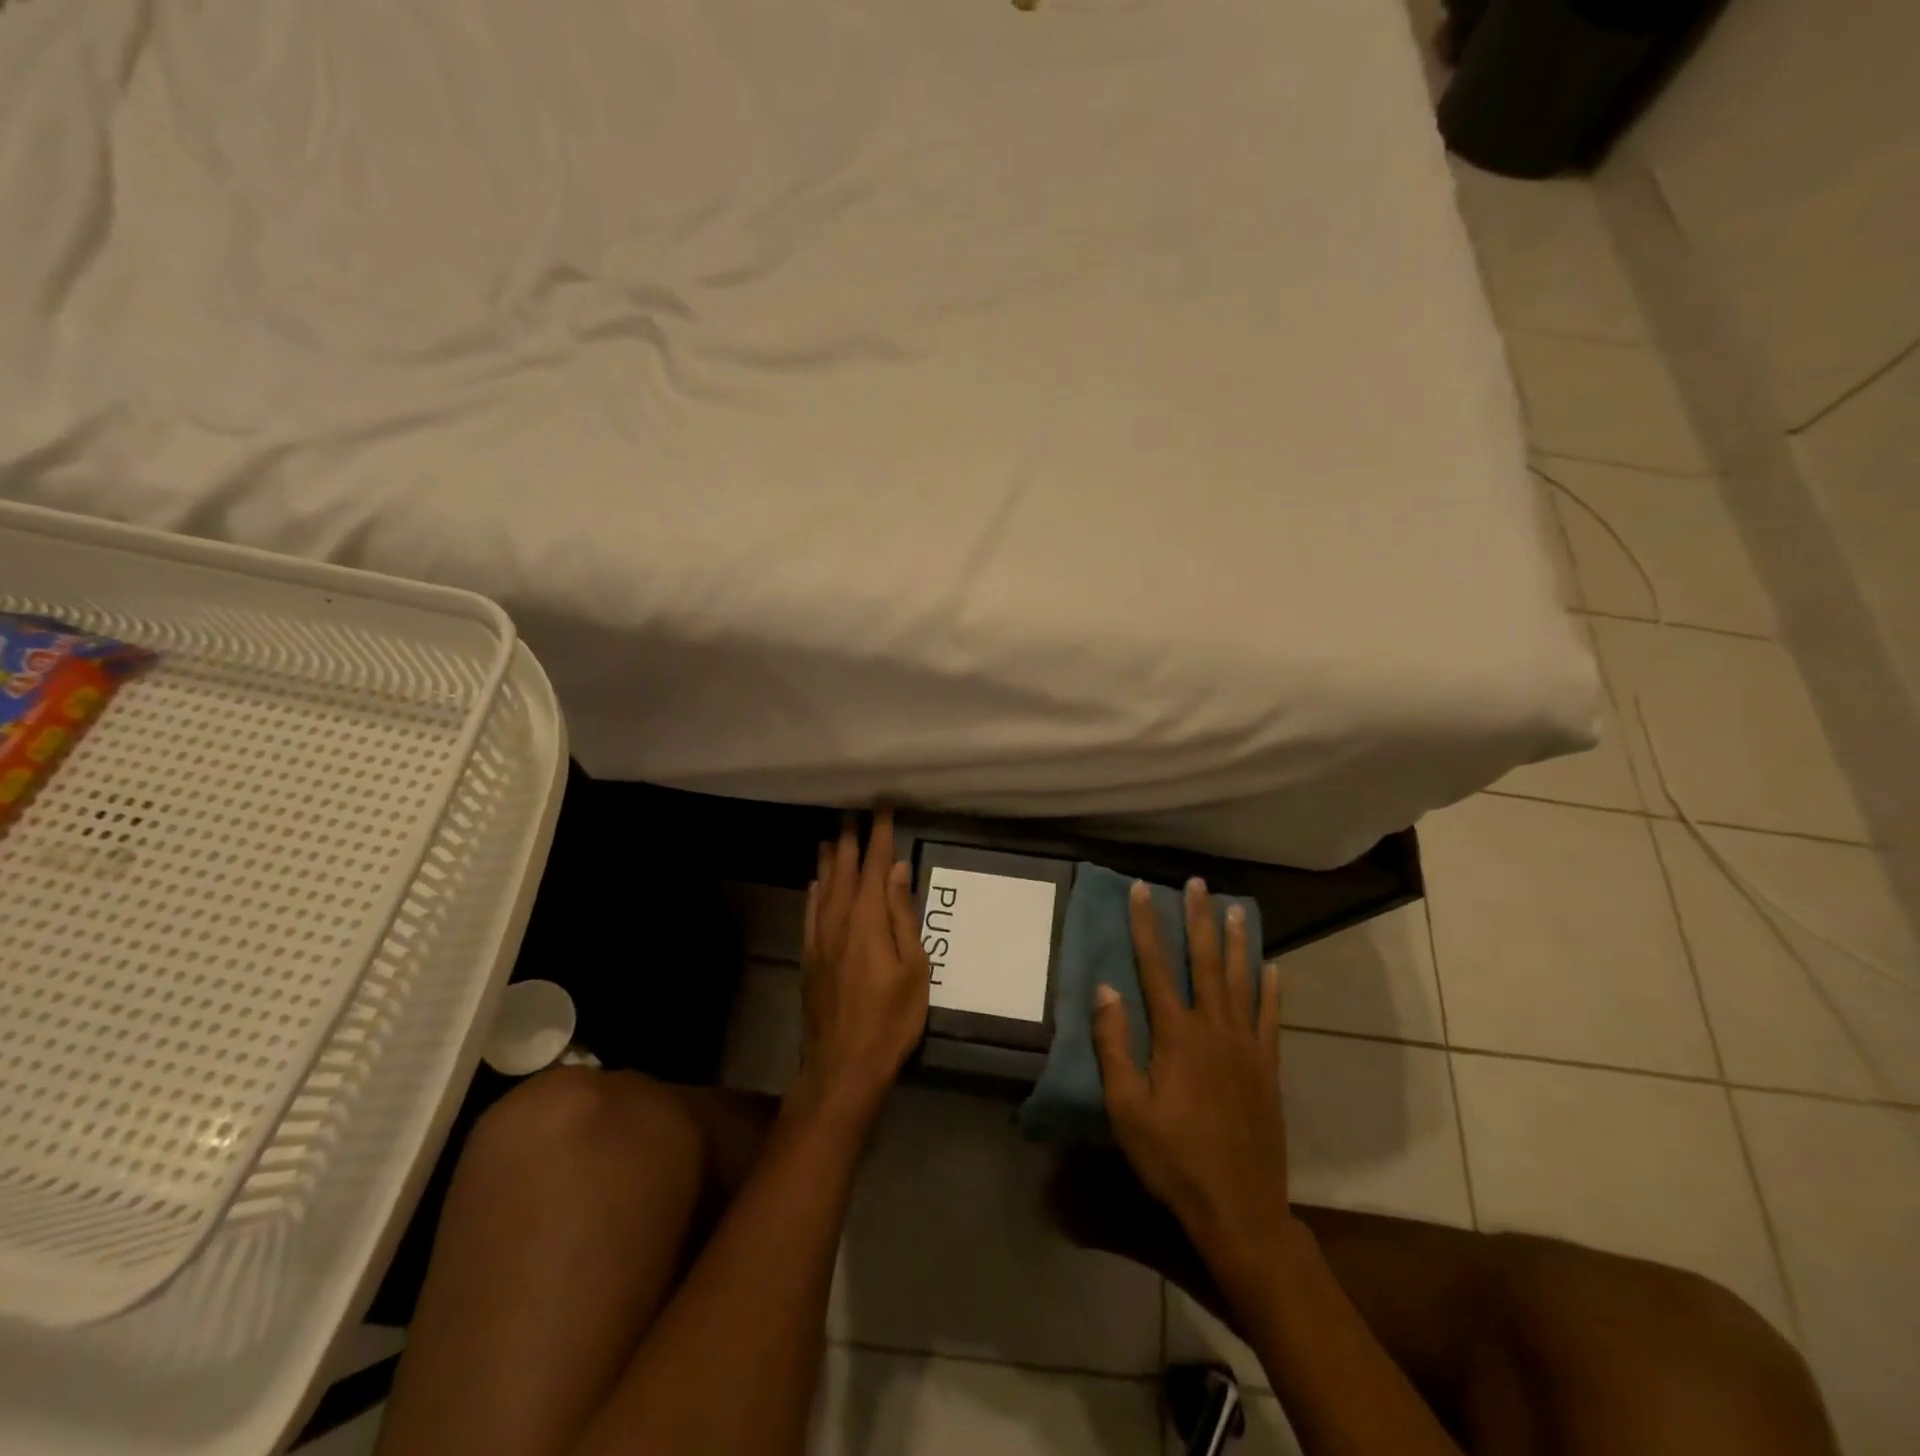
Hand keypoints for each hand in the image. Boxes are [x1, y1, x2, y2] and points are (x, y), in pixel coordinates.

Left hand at [792, 808, 929, 1130]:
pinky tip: (815, 884)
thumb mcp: (913, 968)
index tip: (882, 808)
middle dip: (850, 841)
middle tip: (852, 814)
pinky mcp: (810, 957)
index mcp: (868, 920)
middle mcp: (839, 920)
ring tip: (831, 838)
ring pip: (823, 888)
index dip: (879, 835)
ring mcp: (820, 939)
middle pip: (845, 871)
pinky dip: (814, 892)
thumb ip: (902, 915)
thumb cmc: (891, 1018)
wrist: (843, 1064)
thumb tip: (897, 870)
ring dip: (829, 861)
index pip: (875, 866)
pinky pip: (810, 913)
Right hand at [1091, 878, 1290, 1264]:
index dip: (1146, 925)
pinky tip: (1272, 966)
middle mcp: (1214, 1028)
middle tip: (1197, 883)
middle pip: (1204, 962)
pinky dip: (1271, 988)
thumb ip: (1114, 1045)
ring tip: (1236, 908)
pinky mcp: (1268, 1067)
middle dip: (1198, 919)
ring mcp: (1247, 1046)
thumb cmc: (1173, 1158)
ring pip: (1241, 980)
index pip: (1155, 966)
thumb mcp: (1126, 1107)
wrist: (1239, 1207)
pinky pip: (1271, 1017)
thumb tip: (1105, 988)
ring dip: (1236, 942)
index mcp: (1176, 1035)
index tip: (1141, 889)